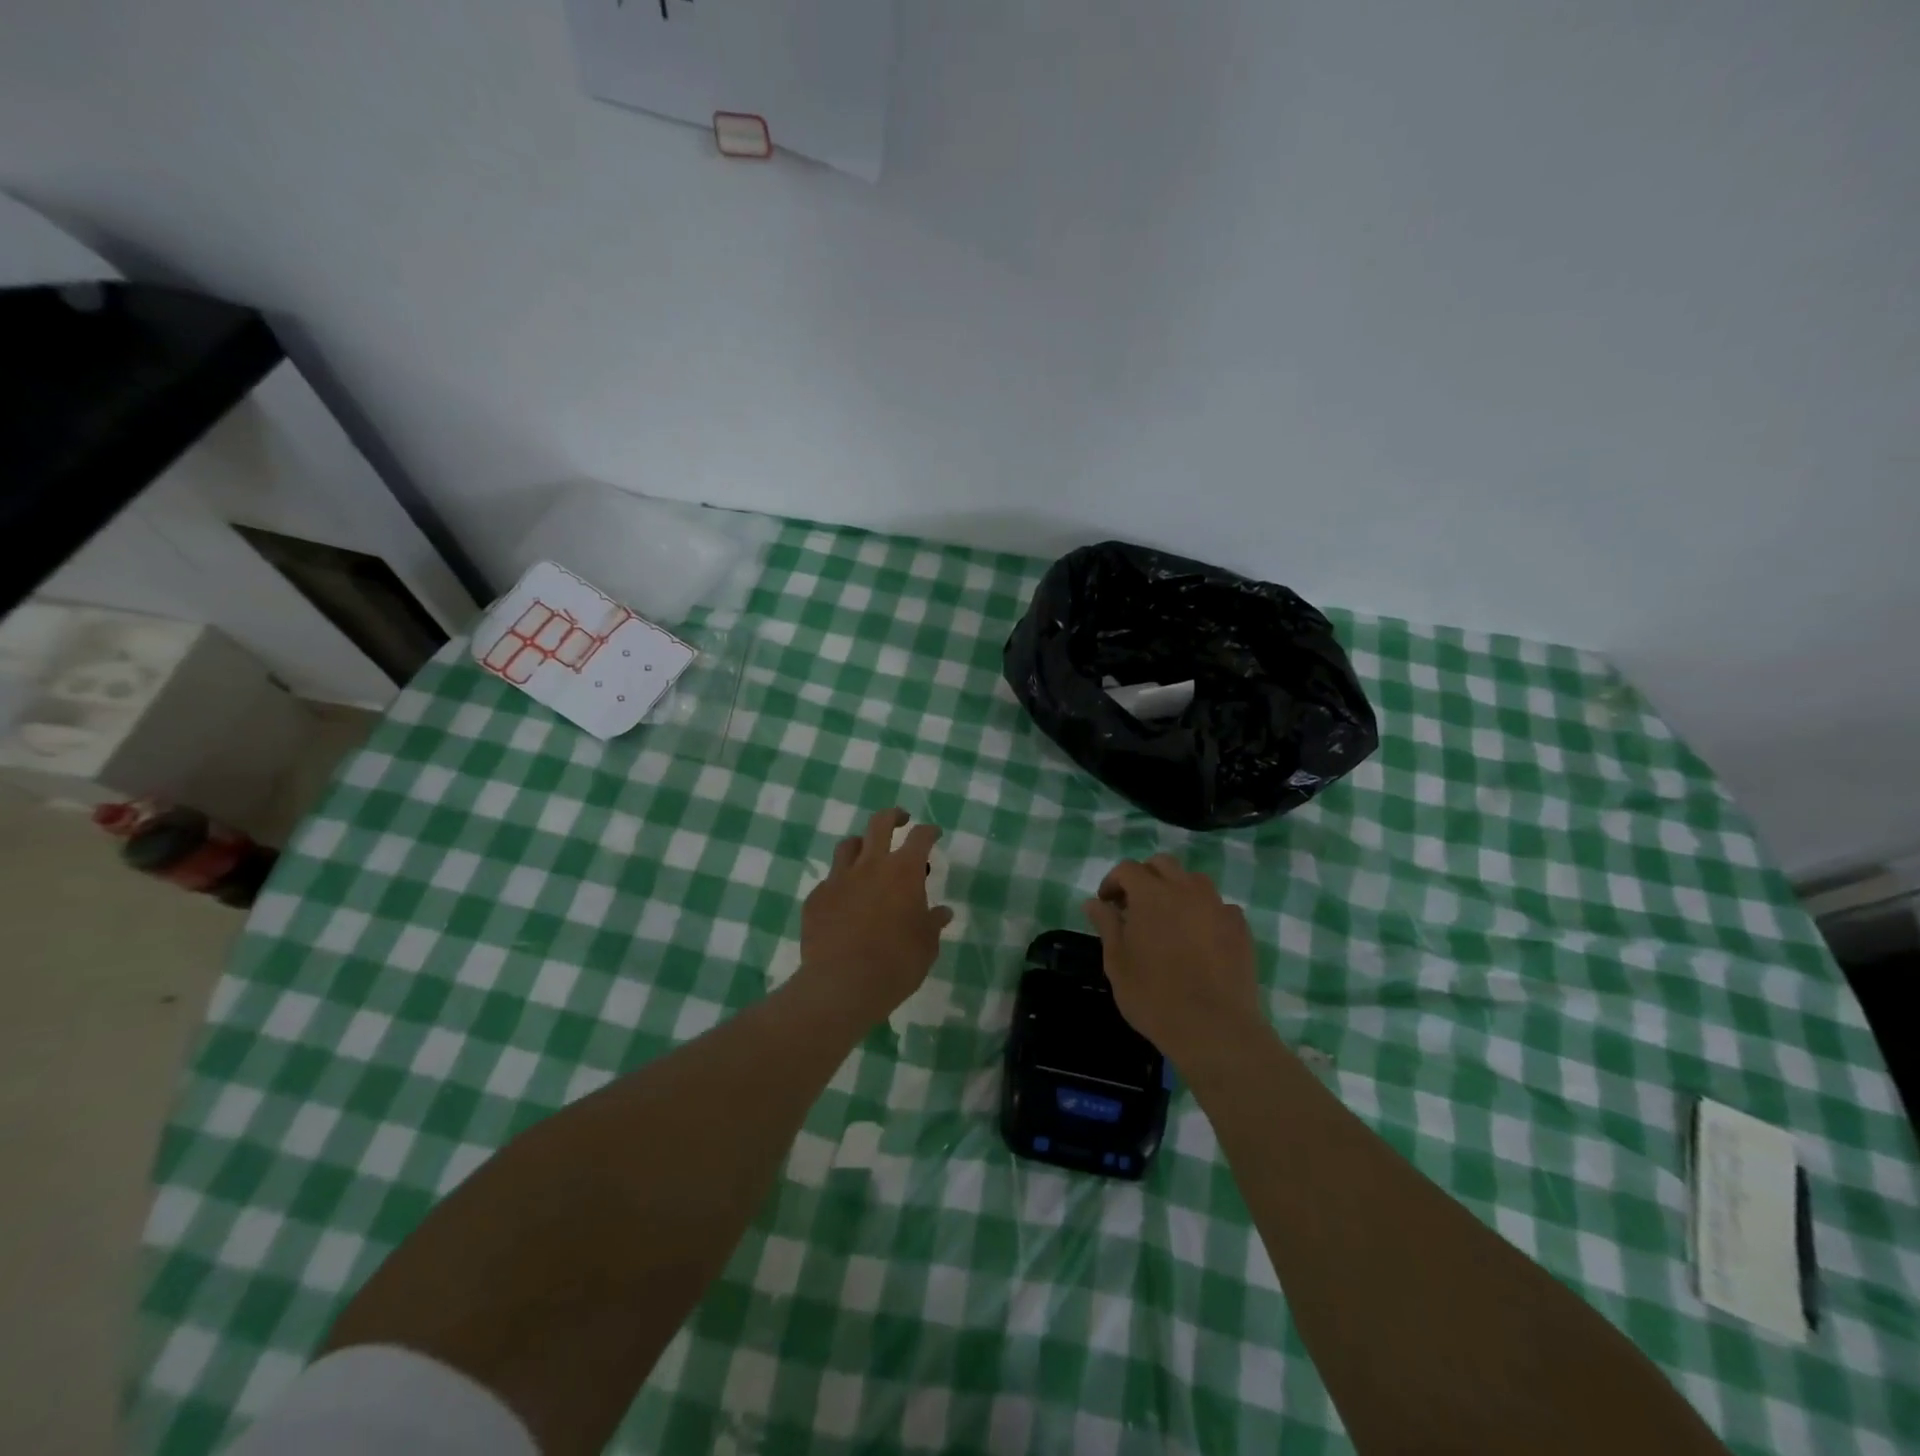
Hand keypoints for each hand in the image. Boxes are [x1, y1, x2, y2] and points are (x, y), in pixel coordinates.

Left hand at [797, 808, 952, 1024]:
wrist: (842, 984)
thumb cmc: (896, 963)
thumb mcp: (926, 945)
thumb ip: (933, 923)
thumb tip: (942, 912)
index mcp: (903, 872)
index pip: (920, 837)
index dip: (929, 831)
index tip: (933, 833)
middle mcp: (871, 865)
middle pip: (880, 823)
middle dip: (893, 816)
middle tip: (900, 820)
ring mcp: (839, 879)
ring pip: (848, 845)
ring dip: (861, 845)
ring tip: (867, 856)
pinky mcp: (816, 898)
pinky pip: (830, 880)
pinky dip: (840, 883)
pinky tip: (844, 900)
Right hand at [1083, 854, 1263, 1062]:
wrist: (1214, 1028)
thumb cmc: (1154, 995)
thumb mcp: (1117, 962)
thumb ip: (1106, 925)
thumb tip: (1093, 902)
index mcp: (1151, 894)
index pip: (1128, 869)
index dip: (1113, 881)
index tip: (1107, 904)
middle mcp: (1186, 889)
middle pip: (1163, 865)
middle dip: (1145, 877)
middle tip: (1135, 906)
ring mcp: (1217, 906)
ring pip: (1194, 881)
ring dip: (1176, 889)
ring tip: (1169, 919)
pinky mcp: (1240, 927)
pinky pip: (1219, 906)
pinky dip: (1204, 912)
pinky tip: (1200, 938)